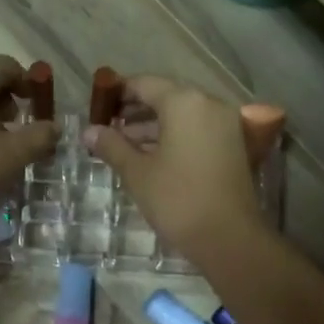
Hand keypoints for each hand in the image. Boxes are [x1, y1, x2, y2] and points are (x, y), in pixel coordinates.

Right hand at [83, 76, 265, 259]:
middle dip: (135, 109)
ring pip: (182, 115)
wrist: (229, 238)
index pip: (145, 84)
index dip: (118, 92)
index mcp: (184, 103)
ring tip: (123, 143)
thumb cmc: (177, 200)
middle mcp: (209, 105)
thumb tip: (89, 132)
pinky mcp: (234, 146)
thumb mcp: (137, 173)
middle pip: (166, 96)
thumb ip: (112, 146)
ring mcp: (226, 125)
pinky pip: (197, 130)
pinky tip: (151, 155)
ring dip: (153, 125)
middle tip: (108, 126)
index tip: (98, 106)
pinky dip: (174, 136)